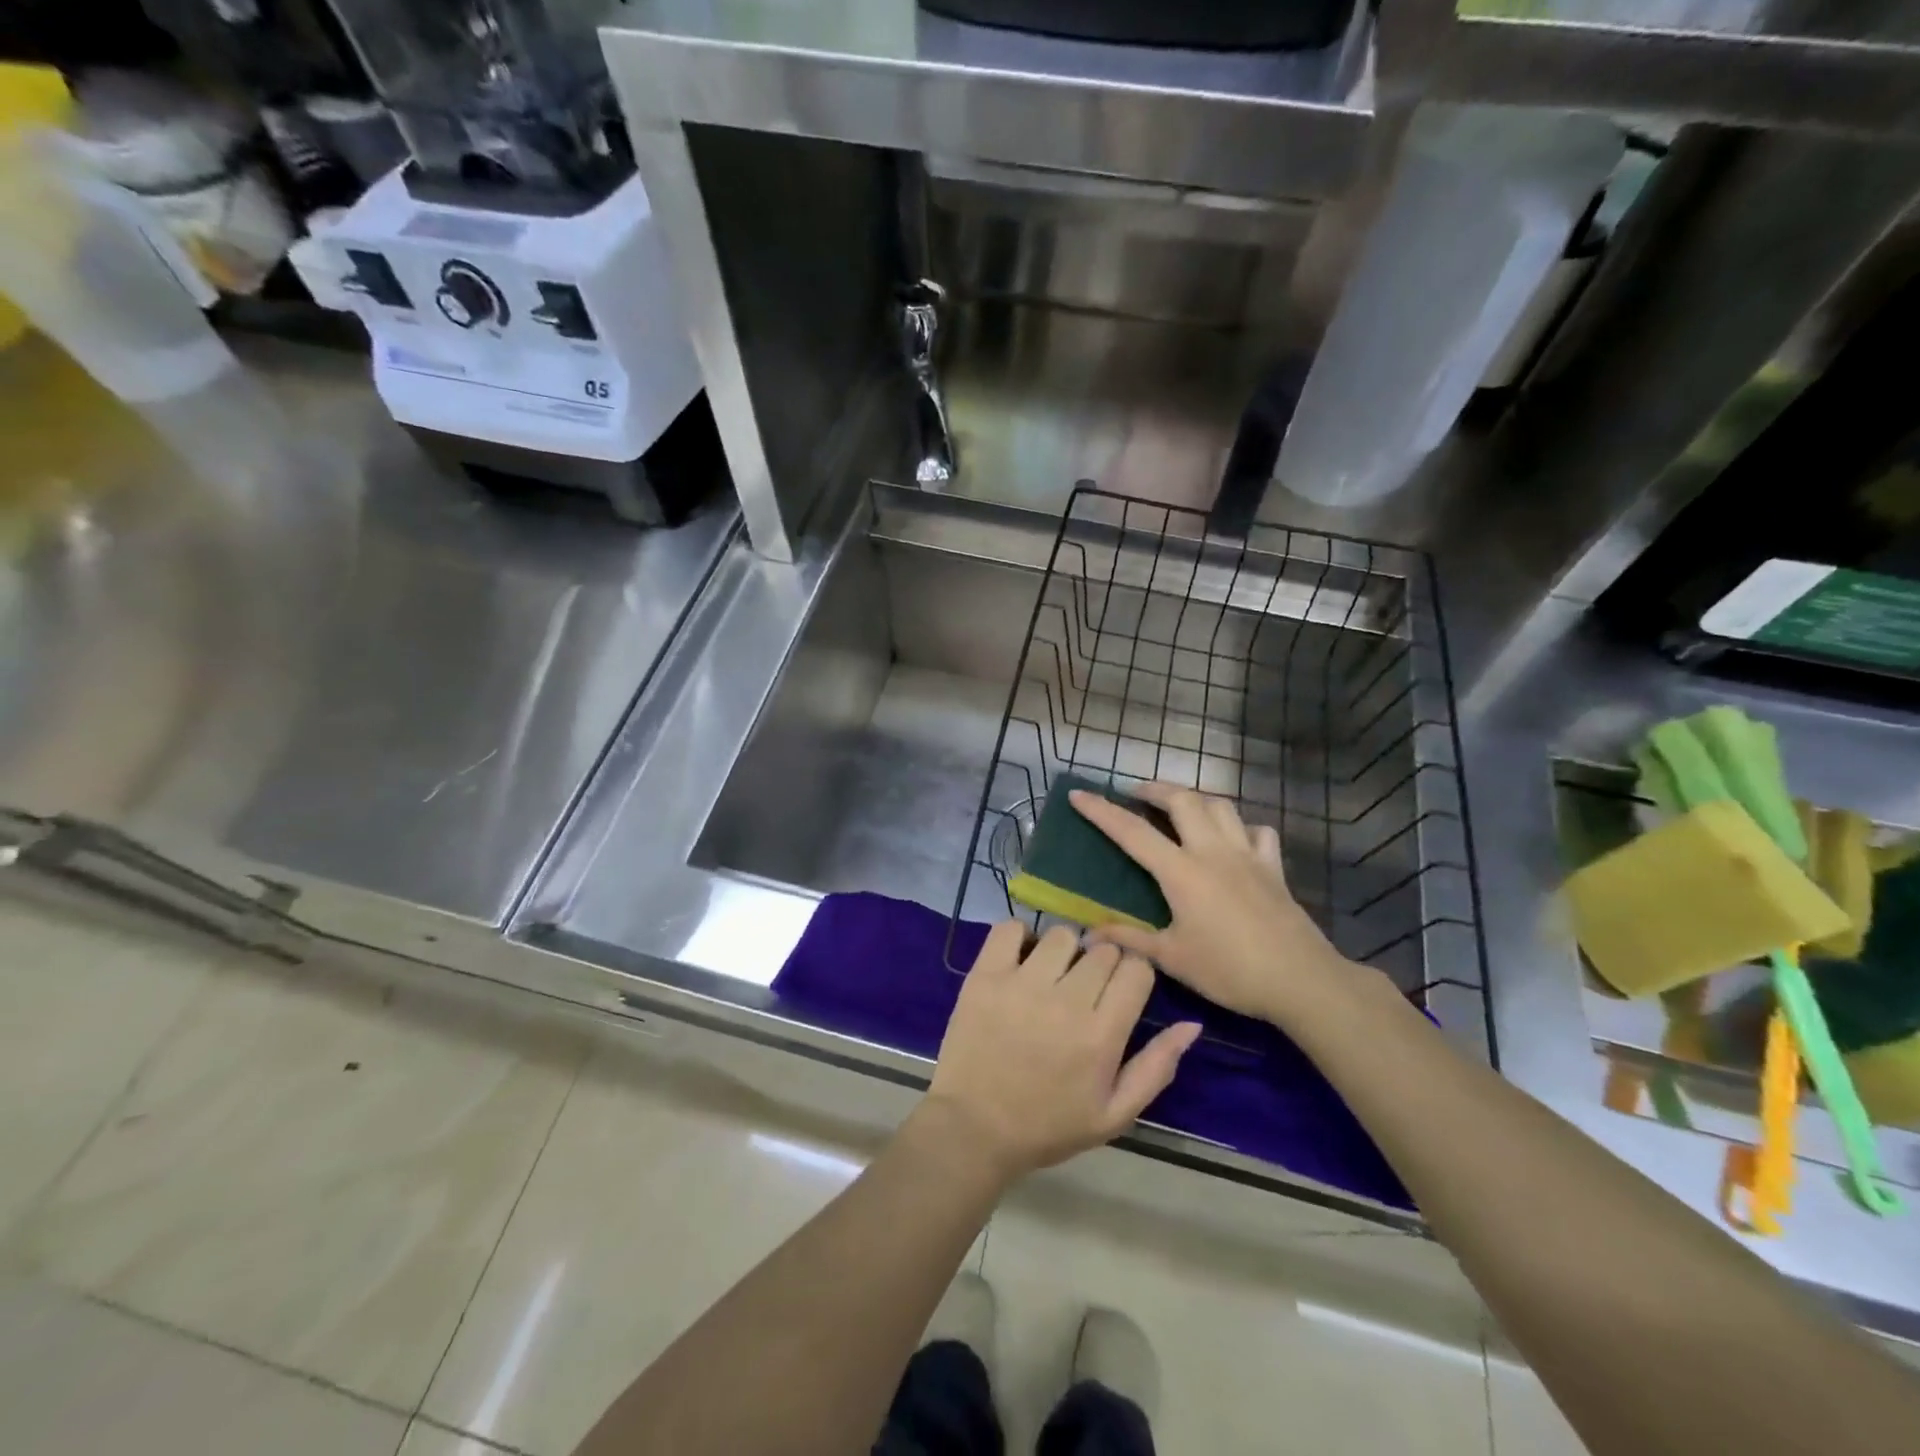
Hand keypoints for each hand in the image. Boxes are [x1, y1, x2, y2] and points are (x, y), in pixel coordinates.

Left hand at [923, 922, 1200, 1180]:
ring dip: (1064, 951)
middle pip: (1103, 950)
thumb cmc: (1048, 1126)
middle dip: (1102, 964)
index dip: (1134, 976)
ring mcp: (1021, 984)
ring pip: (1061, 935)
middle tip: (1084, 990)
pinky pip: (1010, 928)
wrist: (974, 1129)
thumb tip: (1192, 1024)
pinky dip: (1019, 937)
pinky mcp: (985, 975)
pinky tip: (1021, 961)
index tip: (1119, 992)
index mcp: (1101, 1035)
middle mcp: (1065, 1000)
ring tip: (1051, 976)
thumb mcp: (1114, 1114)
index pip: (1137, 969)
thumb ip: (1157, 1067)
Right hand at [1069, 783, 1357, 1029]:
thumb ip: (1129, 940)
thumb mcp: (1172, 959)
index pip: (1132, 832)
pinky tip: (1235, 838)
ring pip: (1220, 806)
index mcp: (1181, 871)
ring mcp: (1247, 855)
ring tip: (1180, 806)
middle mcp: (1212, 851)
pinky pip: (1258, 832)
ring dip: (1195, 798)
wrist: (1301, 980)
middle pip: (1182, 800)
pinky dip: (1241, 827)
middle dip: (1154, 788)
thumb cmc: (1230, 970)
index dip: (1101, 811)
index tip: (1078, 794)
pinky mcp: (1273, 867)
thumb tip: (1088, 934)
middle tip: (1136, 793)